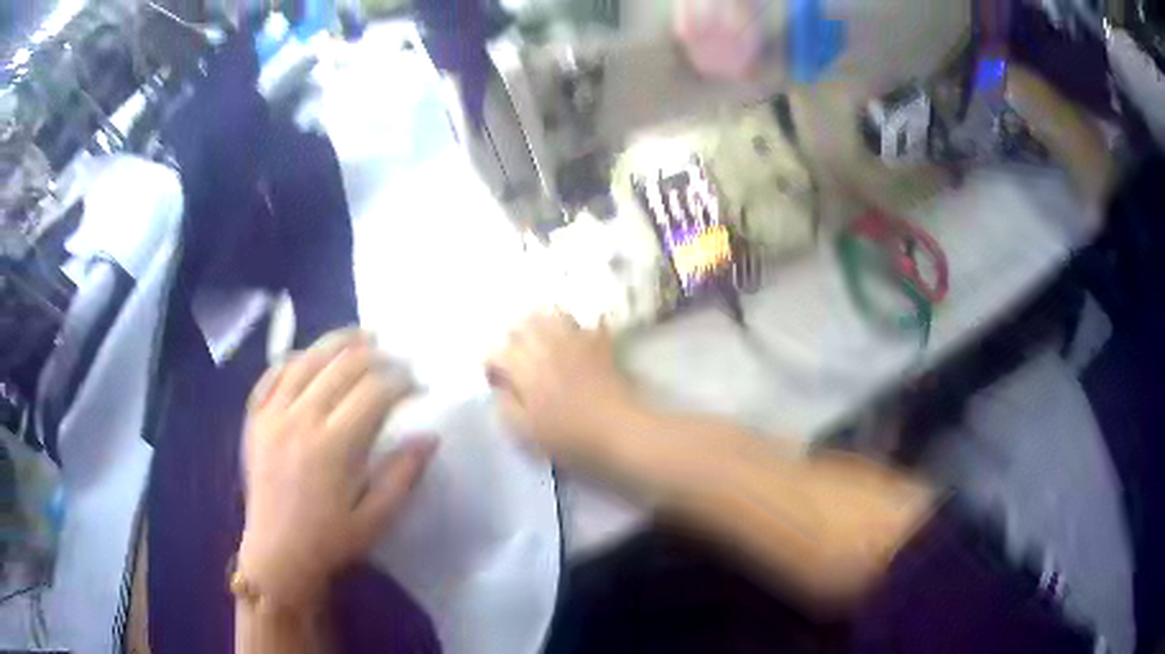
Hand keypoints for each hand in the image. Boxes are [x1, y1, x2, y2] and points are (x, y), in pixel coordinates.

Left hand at [239, 329, 436, 609]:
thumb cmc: (330, 541)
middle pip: (342, 365)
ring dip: (337, 342)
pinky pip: (273, 374)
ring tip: (361, 337)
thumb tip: (429, 436)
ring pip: (306, 359)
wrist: (276, 553)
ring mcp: (272, 414)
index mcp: (333, 446)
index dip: (401, 380)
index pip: (374, 391)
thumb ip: (402, 476)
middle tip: (397, 359)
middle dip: (376, 355)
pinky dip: (294, 358)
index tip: (418, 384)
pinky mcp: (255, 418)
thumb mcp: (376, 519)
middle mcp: (300, 419)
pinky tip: (310, 355)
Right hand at [487, 313, 635, 466]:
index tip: (496, 379)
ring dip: (542, 324)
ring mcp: (576, 342)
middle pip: (522, 326)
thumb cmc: (569, 438)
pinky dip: (576, 328)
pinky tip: (575, 339)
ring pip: (552, 315)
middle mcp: (547, 347)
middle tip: (516, 357)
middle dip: (514, 338)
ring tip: (541, 341)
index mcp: (525, 369)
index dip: (492, 364)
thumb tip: (499, 386)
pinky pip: (585, 323)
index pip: (498, 352)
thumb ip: (506, 406)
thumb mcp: (526, 432)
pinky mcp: (600, 344)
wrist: (619, 431)